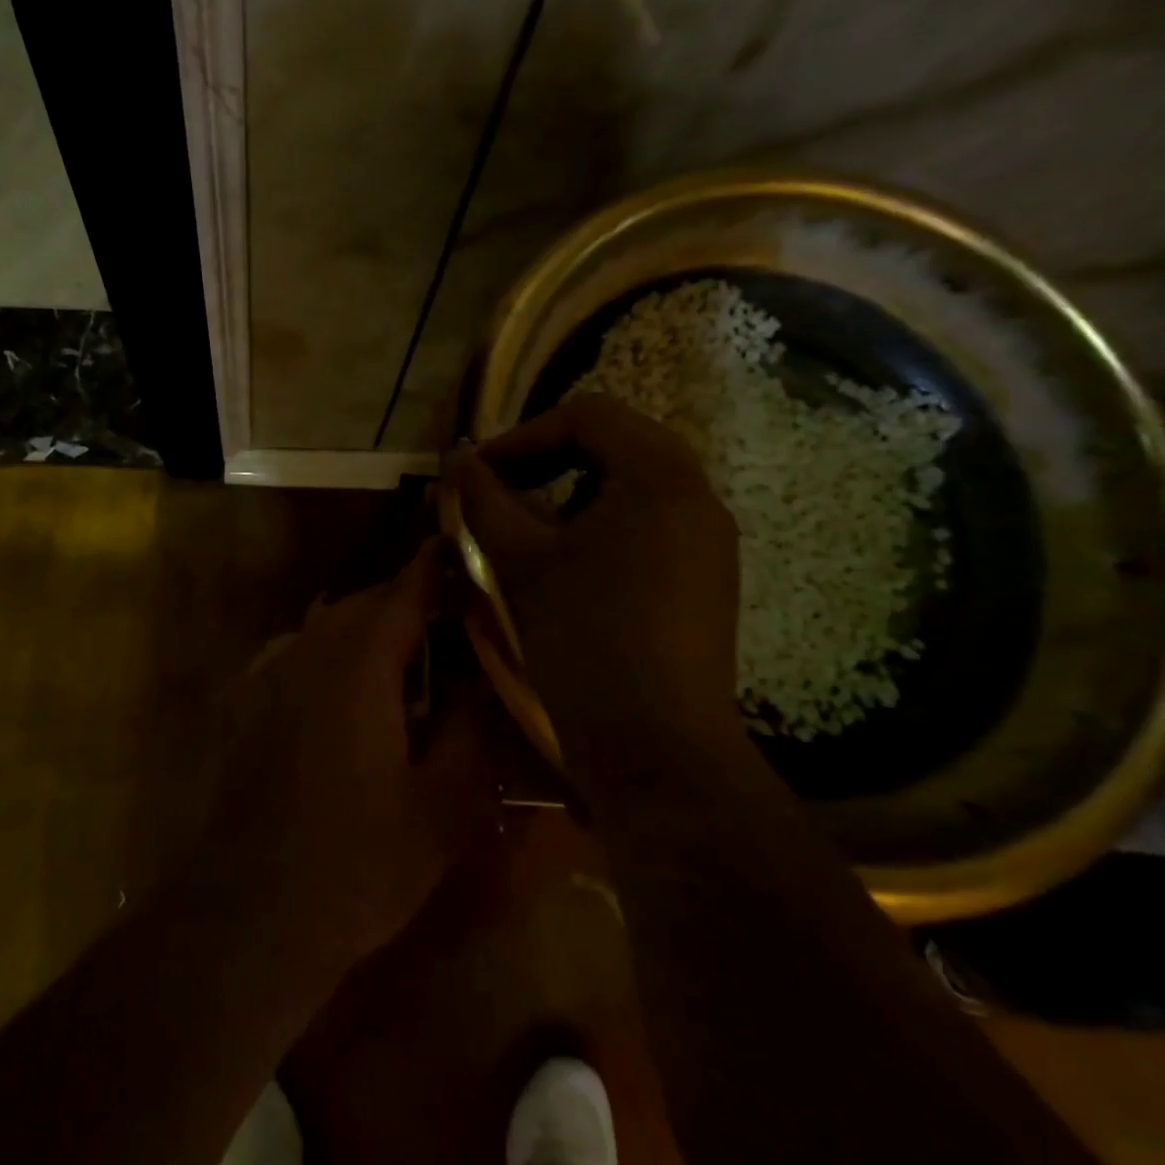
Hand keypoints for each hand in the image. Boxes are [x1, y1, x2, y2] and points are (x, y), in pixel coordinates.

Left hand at [199, 540, 496, 973]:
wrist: (248, 913)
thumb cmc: (355, 865)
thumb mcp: (443, 808)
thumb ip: (475, 732)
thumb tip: (492, 680)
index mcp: (357, 664)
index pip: (405, 590)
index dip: (439, 566)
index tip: (470, 551)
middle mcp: (309, 652)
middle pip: (367, 603)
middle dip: (413, 603)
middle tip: (459, 627)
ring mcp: (273, 675)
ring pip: (334, 627)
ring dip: (376, 630)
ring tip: (419, 663)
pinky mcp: (253, 702)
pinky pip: (307, 654)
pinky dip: (342, 655)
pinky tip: (364, 701)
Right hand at [443, 396, 742, 768]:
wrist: (656, 749)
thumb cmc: (585, 640)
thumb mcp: (521, 562)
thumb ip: (485, 500)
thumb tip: (457, 461)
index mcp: (659, 477)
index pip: (588, 415)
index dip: (523, 435)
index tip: (478, 473)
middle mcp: (696, 496)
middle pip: (615, 442)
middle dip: (546, 459)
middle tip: (497, 490)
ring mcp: (707, 540)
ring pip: (631, 484)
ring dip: (570, 490)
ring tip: (524, 526)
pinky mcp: (704, 577)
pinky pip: (647, 522)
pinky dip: (599, 522)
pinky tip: (564, 562)